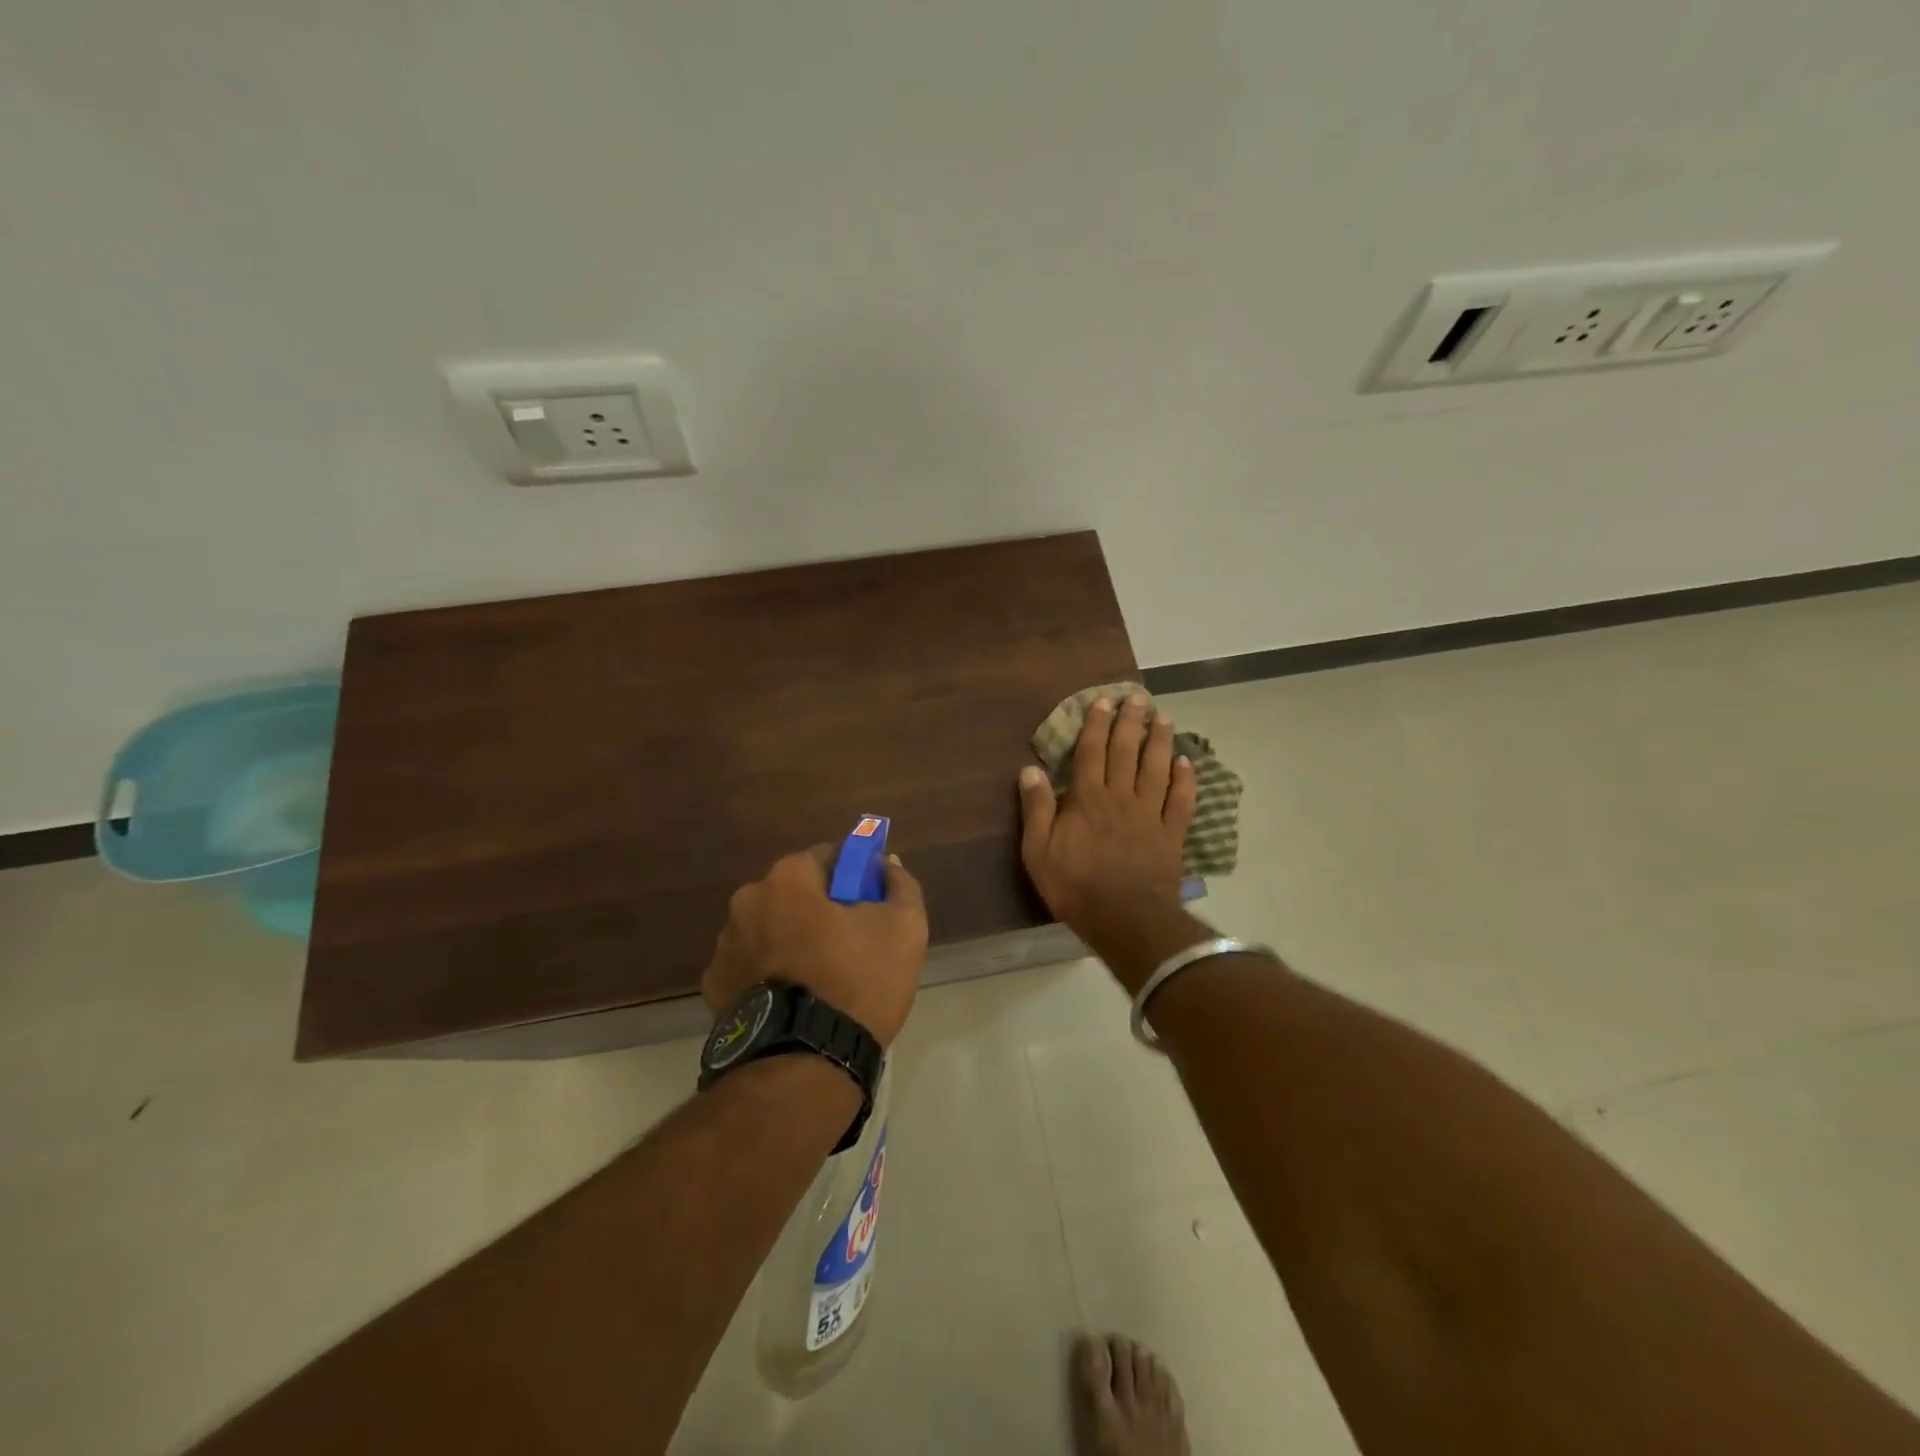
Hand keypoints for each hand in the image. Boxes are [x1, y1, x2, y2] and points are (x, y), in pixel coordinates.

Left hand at [702, 844, 928, 1047]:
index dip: (853, 877)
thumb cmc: (858, 983)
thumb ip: (900, 885)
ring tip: (822, 981)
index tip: (869, 905)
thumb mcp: (904, 928)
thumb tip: (887, 866)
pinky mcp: (714, 987)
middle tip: (851, 945)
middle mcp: (747, 901)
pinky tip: (794, 1001)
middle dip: (820, 909)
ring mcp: (725, 945)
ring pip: (771, 928)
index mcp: (788, 878)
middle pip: (795, 893)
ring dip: (792, 940)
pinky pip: (752, 965)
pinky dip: (770, 973)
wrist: (804, 1064)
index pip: (827, 858)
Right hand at [1018, 695, 1197, 935]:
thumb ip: (1036, 808)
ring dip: (1160, 741)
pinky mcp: (1171, 834)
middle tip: (1138, 698)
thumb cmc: (1074, 885)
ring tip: (1164, 718)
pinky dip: (1186, 779)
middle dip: (1131, 722)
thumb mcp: (1038, 850)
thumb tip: (1029, 769)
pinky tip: (1187, 762)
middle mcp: (1121, 797)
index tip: (1103, 702)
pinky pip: (1181, 801)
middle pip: (1127, 752)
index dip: (1096, 725)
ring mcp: (1150, 814)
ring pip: (1157, 769)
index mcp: (1087, 798)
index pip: (1091, 752)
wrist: (1124, 918)